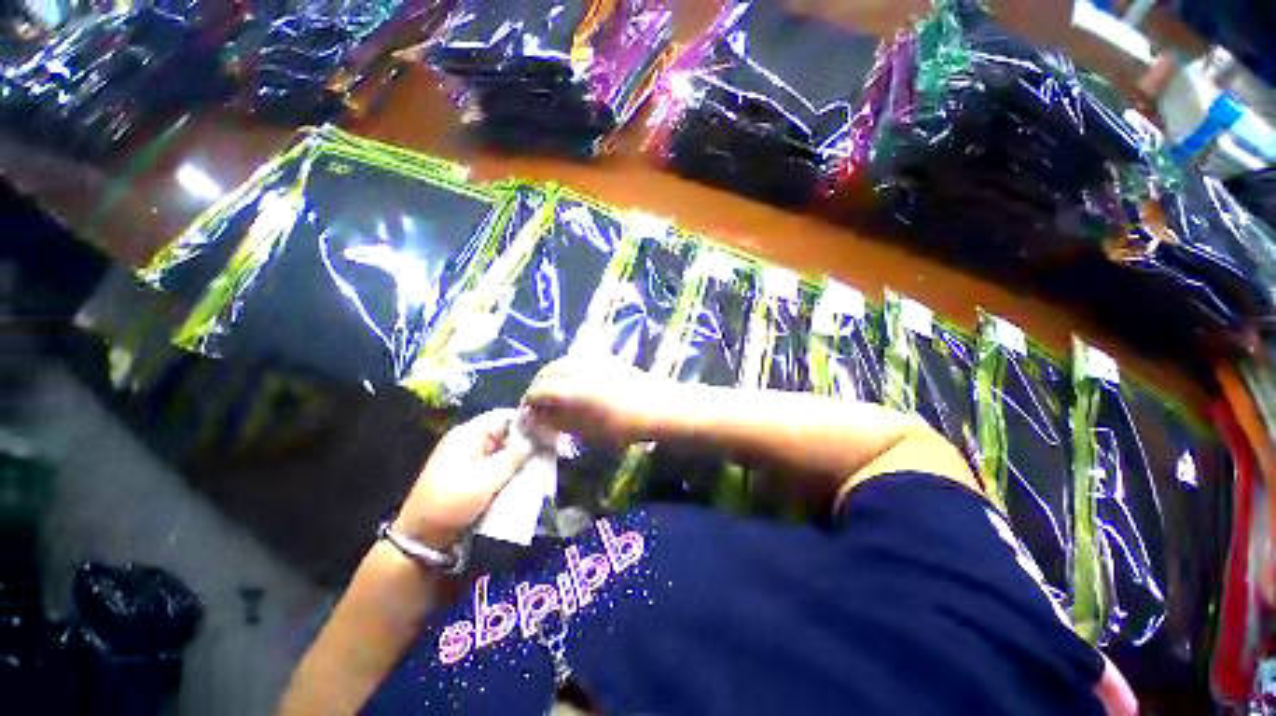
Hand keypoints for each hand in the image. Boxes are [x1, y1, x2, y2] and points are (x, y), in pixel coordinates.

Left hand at [393, 409, 534, 549]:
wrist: (420, 542)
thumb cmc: (451, 505)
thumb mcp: (486, 480)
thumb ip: (514, 456)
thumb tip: (537, 437)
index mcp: (468, 434)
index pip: (505, 416)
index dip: (527, 422)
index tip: (548, 434)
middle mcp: (468, 441)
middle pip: (505, 432)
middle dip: (526, 442)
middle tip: (547, 453)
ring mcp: (467, 458)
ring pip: (503, 449)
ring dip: (519, 458)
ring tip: (540, 465)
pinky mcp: (469, 474)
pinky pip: (495, 464)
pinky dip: (509, 469)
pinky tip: (523, 477)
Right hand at [522, 356, 671, 445]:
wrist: (659, 407)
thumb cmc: (624, 427)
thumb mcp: (588, 432)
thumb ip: (560, 422)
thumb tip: (539, 416)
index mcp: (573, 390)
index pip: (539, 391)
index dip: (529, 403)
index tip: (527, 414)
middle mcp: (579, 369)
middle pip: (547, 371)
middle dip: (537, 385)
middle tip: (536, 402)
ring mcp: (594, 360)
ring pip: (561, 361)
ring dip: (551, 374)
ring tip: (552, 391)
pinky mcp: (606, 358)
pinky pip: (577, 358)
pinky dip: (567, 368)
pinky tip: (572, 380)